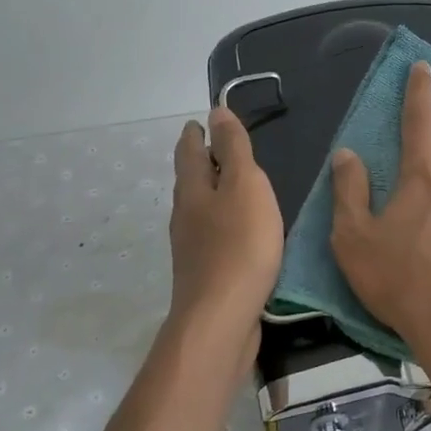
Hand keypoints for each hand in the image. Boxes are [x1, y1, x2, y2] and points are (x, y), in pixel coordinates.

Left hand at [168, 107, 283, 332]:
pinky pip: (211, 235)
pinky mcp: (204, 273)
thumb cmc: (239, 245)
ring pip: (198, 209)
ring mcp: (191, 248)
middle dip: (199, 162)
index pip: (189, 152)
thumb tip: (216, 112)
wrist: (221, 319)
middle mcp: (185, 216)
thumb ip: (234, 149)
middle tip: (213, 148)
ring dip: (210, 193)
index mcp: (194, 190)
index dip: (196, 134)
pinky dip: (220, 221)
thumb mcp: (245, 186)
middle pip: (189, 181)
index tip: (200, 122)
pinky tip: (236, 231)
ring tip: (229, 186)